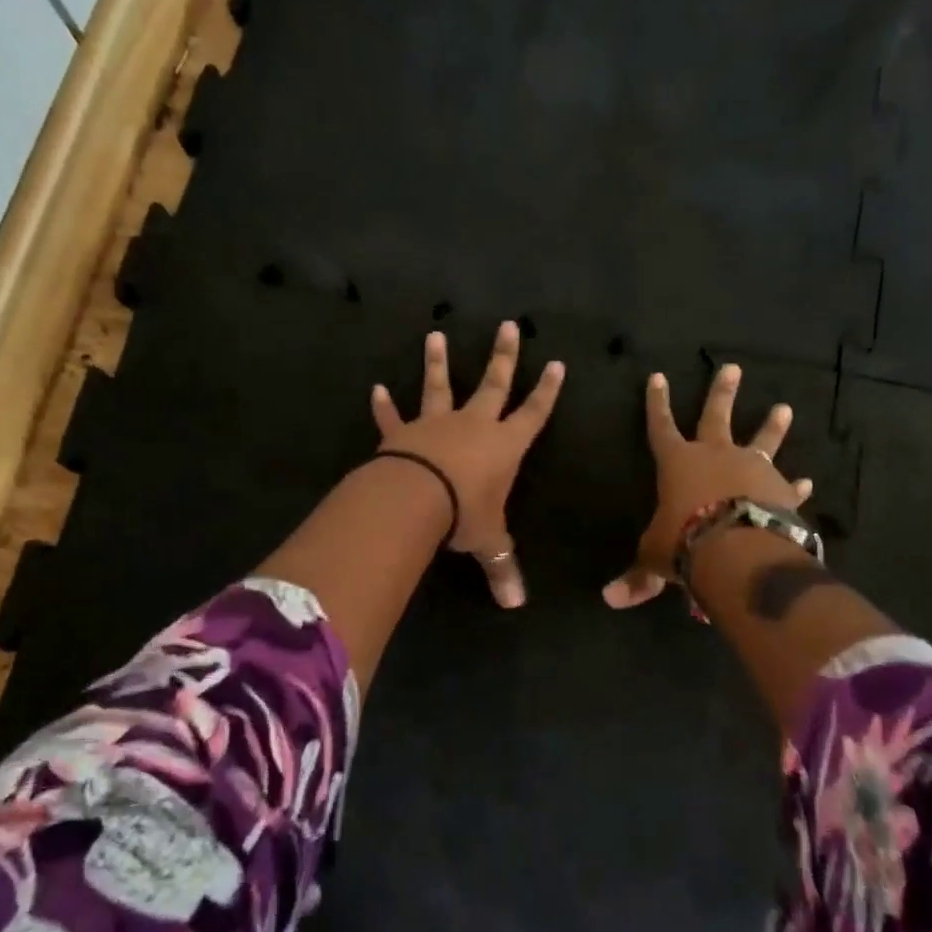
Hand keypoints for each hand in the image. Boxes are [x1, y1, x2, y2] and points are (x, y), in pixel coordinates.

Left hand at [372, 320, 565, 608]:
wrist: (416, 498)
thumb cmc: (464, 514)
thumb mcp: (488, 542)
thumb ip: (503, 568)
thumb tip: (516, 606)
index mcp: (505, 446)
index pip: (534, 413)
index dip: (547, 391)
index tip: (556, 363)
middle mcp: (474, 425)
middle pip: (494, 384)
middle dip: (503, 357)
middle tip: (508, 326)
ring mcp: (436, 423)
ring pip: (439, 386)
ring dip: (438, 362)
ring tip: (435, 334)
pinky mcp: (403, 432)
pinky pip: (393, 416)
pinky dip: (384, 405)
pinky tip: (375, 388)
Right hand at [603, 363, 814, 609]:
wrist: (740, 550)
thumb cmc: (685, 542)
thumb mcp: (655, 558)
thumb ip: (638, 576)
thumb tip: (609, 599)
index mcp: (678, 462)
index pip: (660, 425)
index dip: (656, 403)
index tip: (657, 376)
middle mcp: (716, 455)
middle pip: (716, 416)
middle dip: (722, 392)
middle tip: (732, 368)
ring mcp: (752, 468)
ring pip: (763, 440)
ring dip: (772, 425)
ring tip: (784, 407)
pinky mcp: (780, 490)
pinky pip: (788, 485)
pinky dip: (796, 485)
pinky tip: (807, 482)